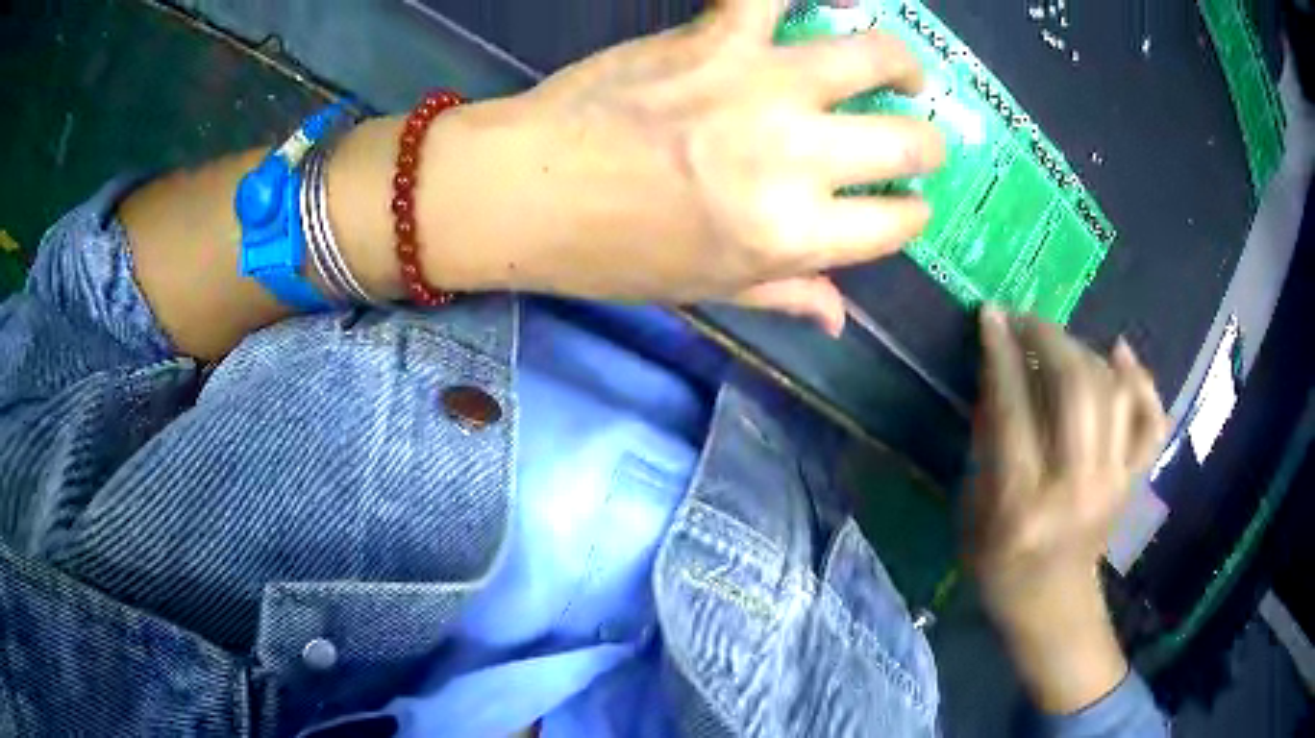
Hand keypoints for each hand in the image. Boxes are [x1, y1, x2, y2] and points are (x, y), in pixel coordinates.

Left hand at [414, 0, 943, 334]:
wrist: (525, 191)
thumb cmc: (611, 253)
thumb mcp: (705, 290)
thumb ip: (784, 295)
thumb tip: (840, 318)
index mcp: (792, 233)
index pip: (894, 224)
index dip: (911, 215)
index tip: (907, 205)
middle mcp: (795, 157)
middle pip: (906, 142)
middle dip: (927, 146)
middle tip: (917, 140)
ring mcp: (760, 85)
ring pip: (871, 56)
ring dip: (901, 64)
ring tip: (902, 69)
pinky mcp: (714, 37)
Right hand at [966, 308, 1167, 712]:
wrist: (1052, 606)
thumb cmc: (999, 566)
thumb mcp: (972, 511)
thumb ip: (986, 443)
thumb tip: (1000, 373)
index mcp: (1022, 504)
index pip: (1014, 409)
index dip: (1001, 354)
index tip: (991, 315)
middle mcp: (1077, 488)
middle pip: (1076, 389)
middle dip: (1048, 337)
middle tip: (1025, 320)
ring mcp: (1115, 482)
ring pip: (1113, 392)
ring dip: (1085, 351)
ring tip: (1060, 343)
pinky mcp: (1134, 480)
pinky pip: (1151, 419)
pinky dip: (1141, 380)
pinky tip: (1121, 354)